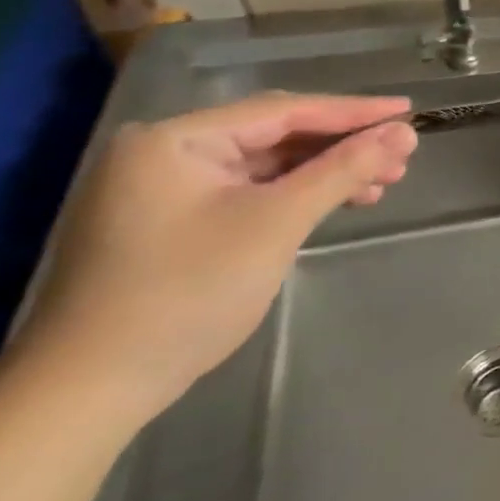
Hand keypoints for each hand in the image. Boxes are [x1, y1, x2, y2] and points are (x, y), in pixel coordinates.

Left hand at [14, 92, 418, 423]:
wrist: (90, 390)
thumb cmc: (186, 292)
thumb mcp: (277, 222)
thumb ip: (343, 169)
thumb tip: (405, 133)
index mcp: (176, 138)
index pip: (283, 110)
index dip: (354, 111)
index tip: (409, 110)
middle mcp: (166, 152)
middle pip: (276, 135)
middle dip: (343, 145)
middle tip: (402, 155)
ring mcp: (165, 189)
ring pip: (267, 165)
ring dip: (326, 172)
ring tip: (382, 182)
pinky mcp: (172, 222)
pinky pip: (249, 192)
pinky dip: (296, 195)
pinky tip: (336, 203)